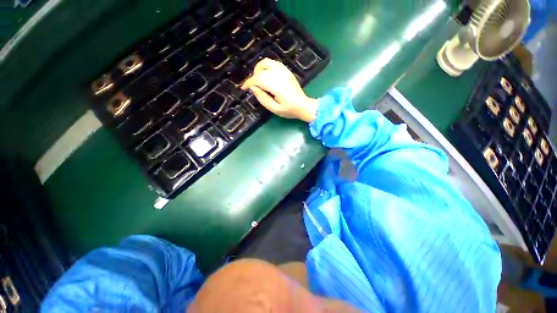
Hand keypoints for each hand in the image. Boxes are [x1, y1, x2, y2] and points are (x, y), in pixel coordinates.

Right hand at [241, 58, 317, 122]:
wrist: (303, 106)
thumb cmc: (289, 110)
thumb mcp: (274, 109)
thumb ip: (262, 98)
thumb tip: (253, 88)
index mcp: (277, 86)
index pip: (258, 79)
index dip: (249, 82)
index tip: (244, 88)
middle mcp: (280, 75)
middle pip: (261, 68)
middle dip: (253, 76)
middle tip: (253, 86)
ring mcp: (284, 71)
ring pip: (267, 62)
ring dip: (259, 69)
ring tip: (259, 80)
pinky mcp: (287, 70)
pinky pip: (273, 63)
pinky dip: (266, 67)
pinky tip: (266, 76)